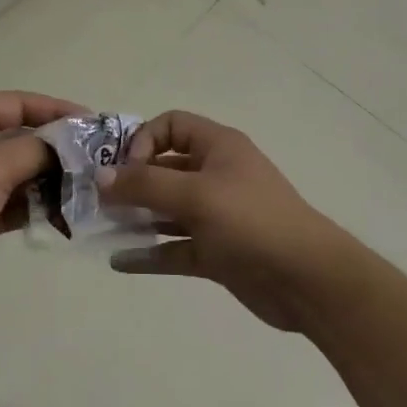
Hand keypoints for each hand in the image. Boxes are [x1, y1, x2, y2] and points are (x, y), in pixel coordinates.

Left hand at [0, 91, 84, 297]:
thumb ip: (38, 150)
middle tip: (97, 161)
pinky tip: (63, 214)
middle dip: (58, 151)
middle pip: (22, 138)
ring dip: (49, 181)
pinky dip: (33, 206)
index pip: (21, 103)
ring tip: (88, 190)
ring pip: (19, 173)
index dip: (58, 110)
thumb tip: (69, 147)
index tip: (94, 124)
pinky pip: (11, 202)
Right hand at [100, 110, 354, 331]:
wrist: (309, 281)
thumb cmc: (252, 222)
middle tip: (98, 200)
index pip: (171, 125)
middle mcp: (215, 175)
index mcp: (218, 147)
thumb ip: (145, 185)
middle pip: (165, 168)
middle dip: (131, 181)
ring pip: (167, 209)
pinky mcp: (217, 252)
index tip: (126, 169)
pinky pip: (175, 247)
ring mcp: (216, 215)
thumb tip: (100, 177)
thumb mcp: (196, 195)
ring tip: (102, 227)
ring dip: (137, 216)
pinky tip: (119, 261)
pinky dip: (149, 253)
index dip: (143, 140)